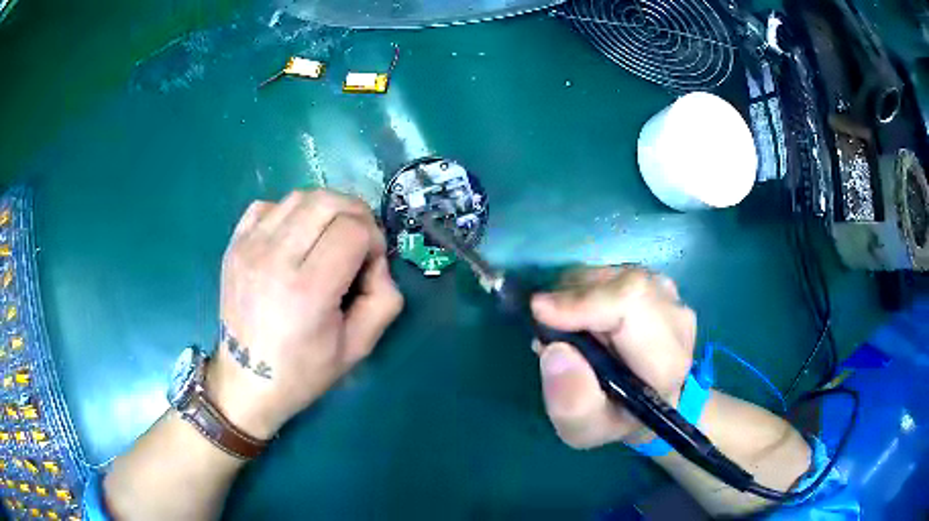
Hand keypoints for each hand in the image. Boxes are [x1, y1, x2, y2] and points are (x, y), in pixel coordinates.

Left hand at [208, 190, 403, 438]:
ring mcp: (248, 247)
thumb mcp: (359, 347)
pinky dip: (290, 212)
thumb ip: (384, 298)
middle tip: (358, 241)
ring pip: (300, 196)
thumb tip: (376, 259)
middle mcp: (274, 259)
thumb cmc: (303, 371)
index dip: (374, 239)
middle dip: (356, 214)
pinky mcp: (234, 245)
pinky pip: (268, 205)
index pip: (354, 230)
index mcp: (308, 291)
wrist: (247, 381)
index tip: (371, 263)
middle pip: (328, 201)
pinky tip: (294, 238)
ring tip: (328, 237)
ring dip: (326, 209)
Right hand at [530, 266, 695, 448]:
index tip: (540, 312)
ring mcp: (669, 294)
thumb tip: (554, 351)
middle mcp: (675, 317)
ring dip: (576, 294)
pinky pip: (611, 273)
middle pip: (620, 283)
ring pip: (612, 274)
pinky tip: (582, 317)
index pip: (632, 304)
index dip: (583, 301)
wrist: (650, 399)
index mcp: (667, 359)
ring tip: (567, 329)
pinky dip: (585, 289)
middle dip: (572, 298)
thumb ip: (571, 403)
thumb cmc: (617, 418)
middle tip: (547, 329)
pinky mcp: (655, 282)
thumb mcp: (586, 429)